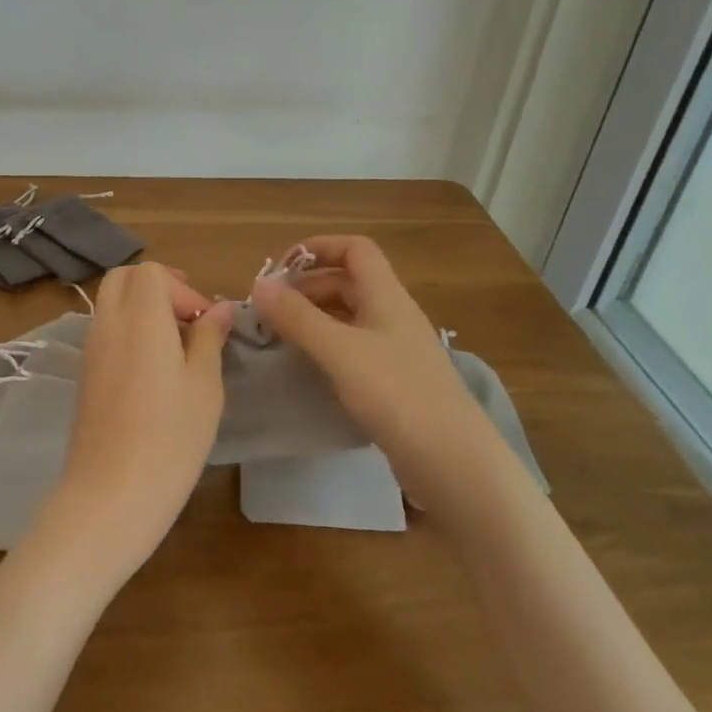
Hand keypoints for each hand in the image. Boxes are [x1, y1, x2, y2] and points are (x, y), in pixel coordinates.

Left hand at [33, 263, 234, 580]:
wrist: (111, 492)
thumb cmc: (171, 437)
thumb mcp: (204, 385)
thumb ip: (210, 338)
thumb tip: (220, 309)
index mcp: (141, 317)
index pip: (152, 272)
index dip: (183, 288)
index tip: (205, 324)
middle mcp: (108, 322)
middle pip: (125, 278)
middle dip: (158, 287)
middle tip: (188, 321)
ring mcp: (91, 348)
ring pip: (111, 303)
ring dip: (142, 309)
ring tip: (174, 348)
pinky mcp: (85, 373)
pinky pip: (105, 330)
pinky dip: (128, 331)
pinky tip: (152, 370)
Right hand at [249, 235, 486, 475]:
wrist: (454, 463)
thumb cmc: (397, 395)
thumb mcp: (339, 351)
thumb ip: (297, 317)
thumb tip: (258, 284)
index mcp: (386, 296)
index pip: (355, 249)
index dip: (318, 248)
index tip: (279, 270)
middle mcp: (393, 314)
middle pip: (348, 281)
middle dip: (306, 287)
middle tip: (269, 310)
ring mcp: (396, 349)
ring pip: (349, 316)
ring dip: (313, 317)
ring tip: (279, 336)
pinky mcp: (394, 381)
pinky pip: (353, 347)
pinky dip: (326, 346)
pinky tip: (307, 366)